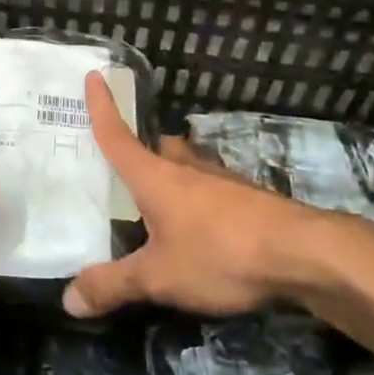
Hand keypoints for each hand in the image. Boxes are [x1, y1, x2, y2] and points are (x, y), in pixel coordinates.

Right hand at [63, 73, 312, 316]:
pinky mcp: (250, 199)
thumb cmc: (220, 253)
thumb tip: (68, 300)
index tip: (94, 75)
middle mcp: (186, 169)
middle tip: (125, 170)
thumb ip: (114, 286)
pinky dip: (200, 201)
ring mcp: (222, 181)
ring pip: (188, 167)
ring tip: (161, 204)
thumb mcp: (158, 278)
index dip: (101, 107)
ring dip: (174, 176)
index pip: (118, 135)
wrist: (305, 253)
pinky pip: (213, 191)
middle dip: (142, 153)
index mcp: (155, 177)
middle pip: (157, 150)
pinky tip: (204, 229)